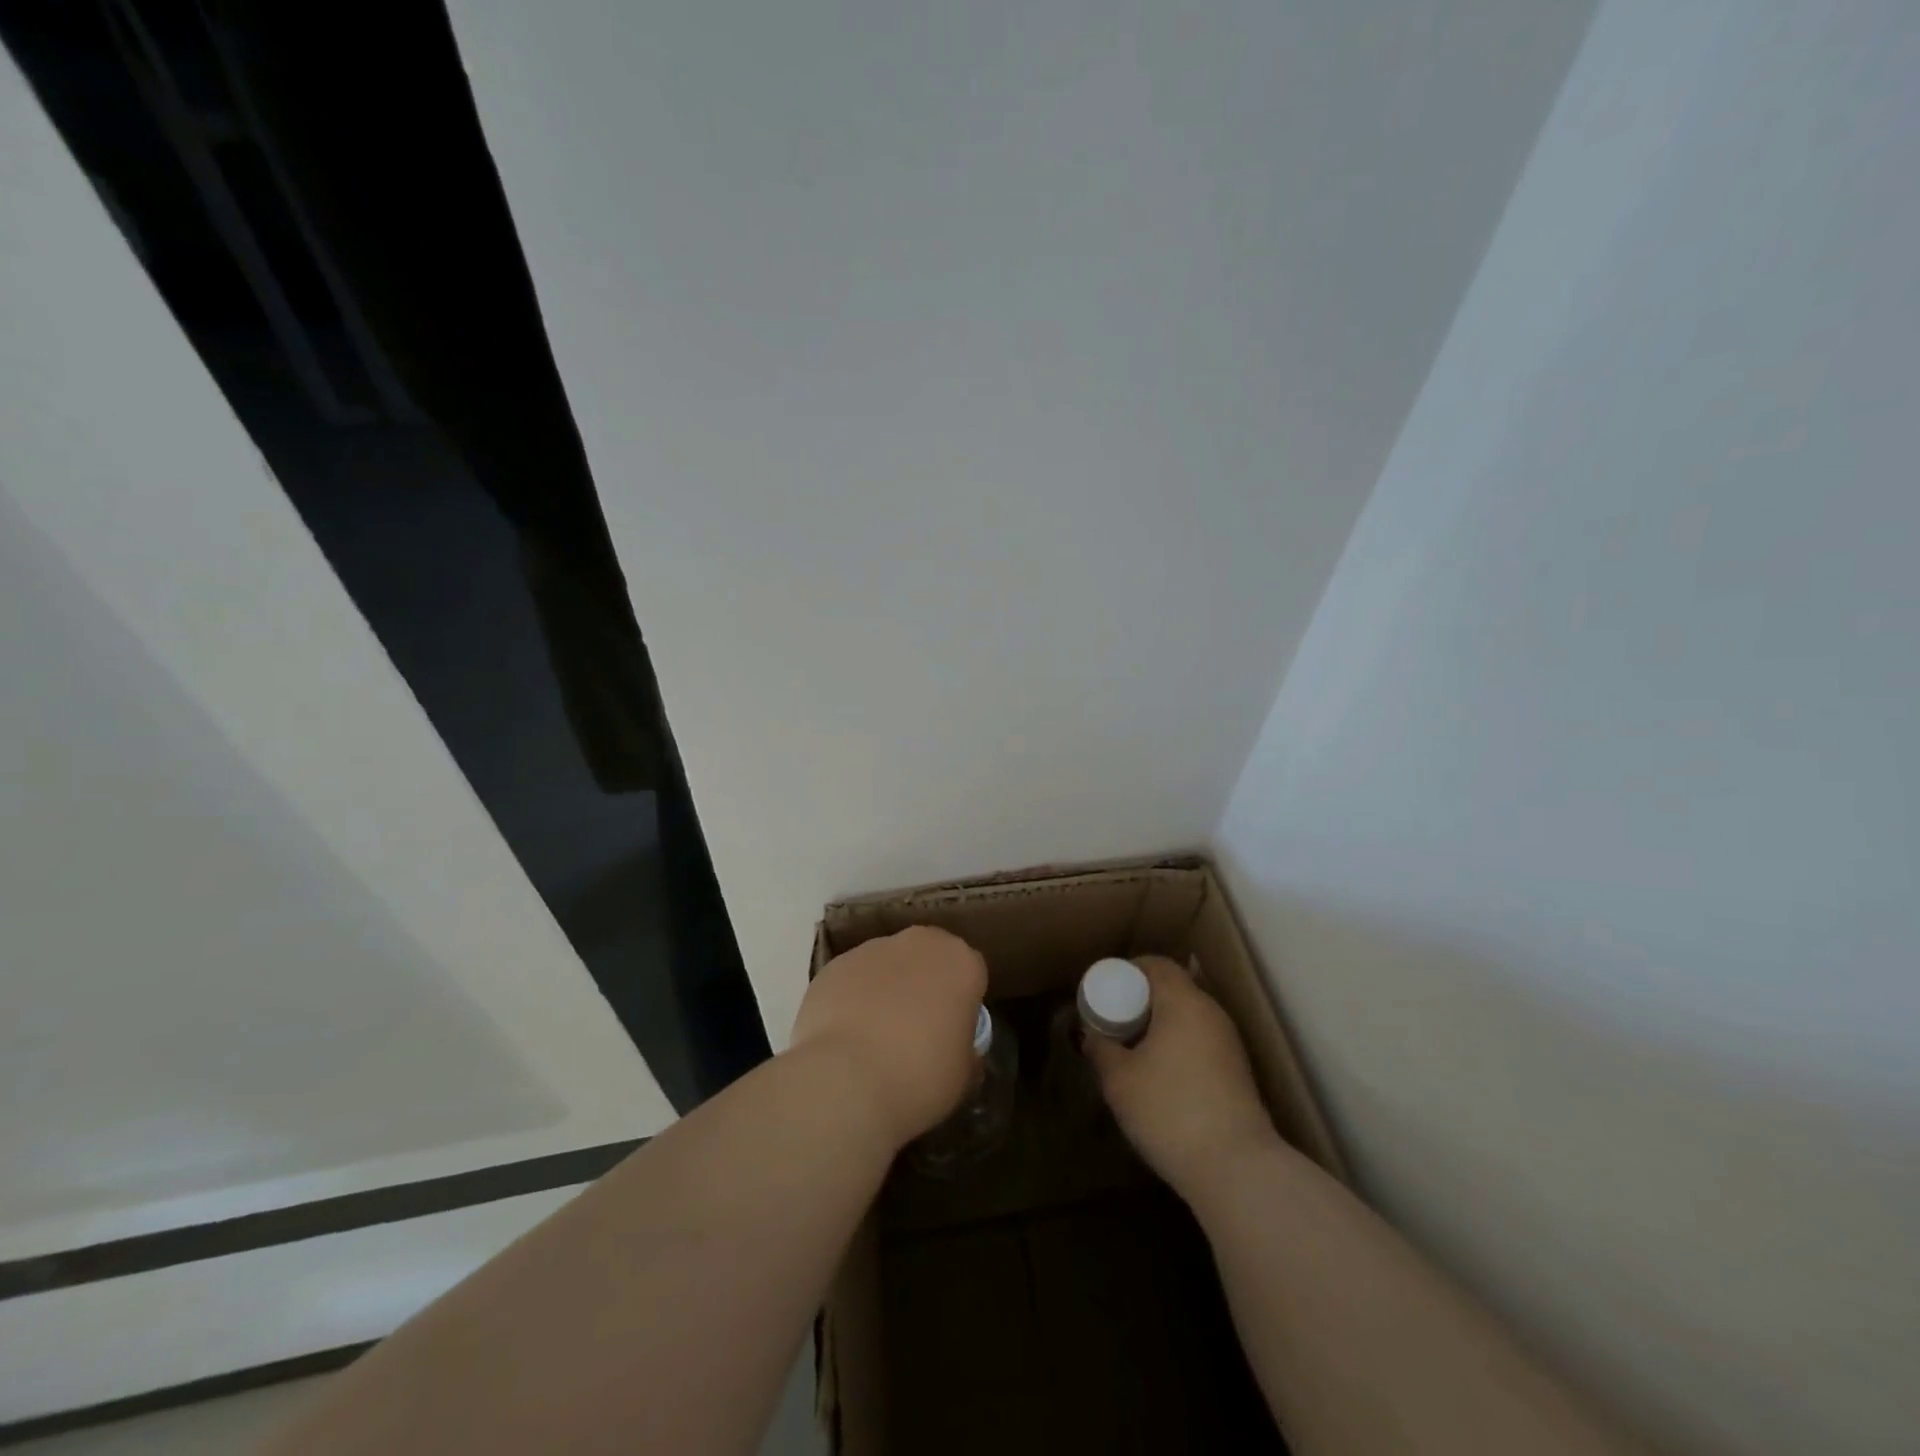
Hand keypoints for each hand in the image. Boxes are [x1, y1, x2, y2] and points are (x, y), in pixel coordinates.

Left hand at [791, 925, 988, 1148]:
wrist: (845, 1081)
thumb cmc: (920, 1076)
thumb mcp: (963, 1075)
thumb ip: (965, 1050)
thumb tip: (959, 1049)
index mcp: (960, 961)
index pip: (971, 971)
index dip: (963, 1000)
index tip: (954, 1029)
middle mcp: (917, 943)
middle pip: (927, 956)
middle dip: (924, 982)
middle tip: (917, 1027)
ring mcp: (871, 949)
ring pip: (887, 964)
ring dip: (886, 987)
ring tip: (875, 1036)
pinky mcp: (833, 965)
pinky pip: (852, 979)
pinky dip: (852, 998)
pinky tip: (846, 1036)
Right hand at [1082, 956, 1278, 1200]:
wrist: (1236, 1169)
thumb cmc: (1169, 1110)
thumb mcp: (1119, 1080)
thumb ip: (1100, 1049)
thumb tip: (1091, 1035)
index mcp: (1184, 1001)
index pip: (1157, 965)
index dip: (1130, 970)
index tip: (1106, 989)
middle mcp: (1212, 1013)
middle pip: (1174, 989)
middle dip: (1142, 1000)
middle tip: (1115, 1021)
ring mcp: (1230, 1044)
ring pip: (1189, 1018)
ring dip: (1161, 1026)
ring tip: (1134, 1051)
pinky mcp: (1239, 1073)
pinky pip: (1201, 1042)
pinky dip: (1178, 1047)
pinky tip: (1161, 1077)